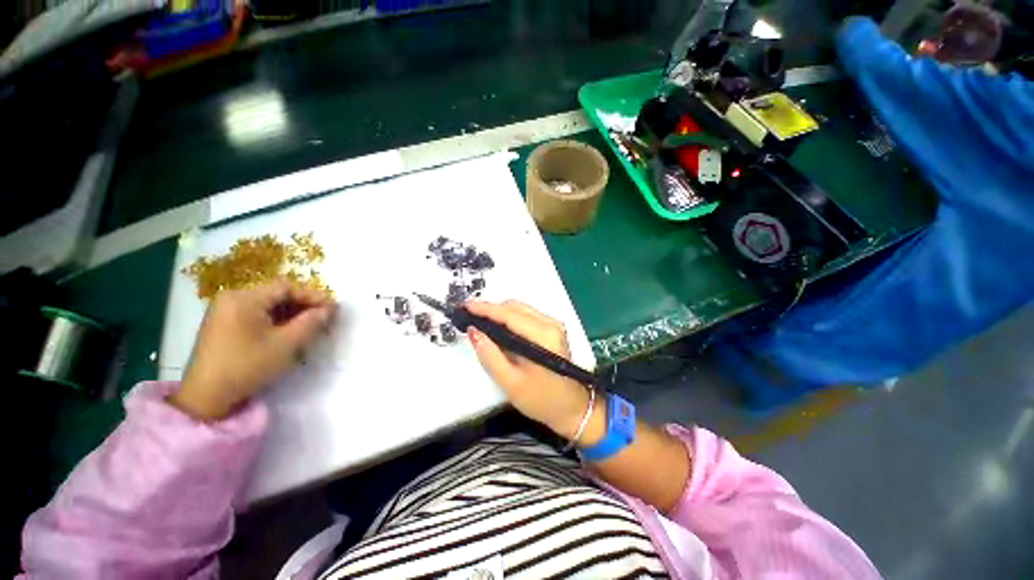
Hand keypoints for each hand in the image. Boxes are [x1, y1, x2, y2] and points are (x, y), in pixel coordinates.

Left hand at [169, 280, 335, 420]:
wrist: (206, 396)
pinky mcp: (224, 323)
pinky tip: (289, 332)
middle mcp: (232, 298)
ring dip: (292, 313)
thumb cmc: (247, 366)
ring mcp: (226, 310)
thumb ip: (311, 323)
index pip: (286, 287)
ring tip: (310, 326)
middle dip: (303, 305)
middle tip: (324, 318)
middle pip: (277, 294)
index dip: (312, 296)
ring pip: (268, 304)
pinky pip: (257, 314)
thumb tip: (329, 309)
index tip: (332, 308)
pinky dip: (276, 320)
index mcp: (244, 299)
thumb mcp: (285, 344)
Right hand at [466, 301, 594, 441]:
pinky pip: (526, 316)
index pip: (509, 314)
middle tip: (468, 316)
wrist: (574, 408)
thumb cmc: (542, 400)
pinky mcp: (552, 329)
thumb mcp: (511, 383)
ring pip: (520, 309)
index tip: (464, 306)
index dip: (485, 308)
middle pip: (515, 307)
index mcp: (543, 336)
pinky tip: (497, 328)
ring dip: (499, 313)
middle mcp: (550, 324)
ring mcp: (553, 325)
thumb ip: (490, 356)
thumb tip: (473, 331)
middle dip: (490, 309)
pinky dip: (509, 318)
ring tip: (479, 321)